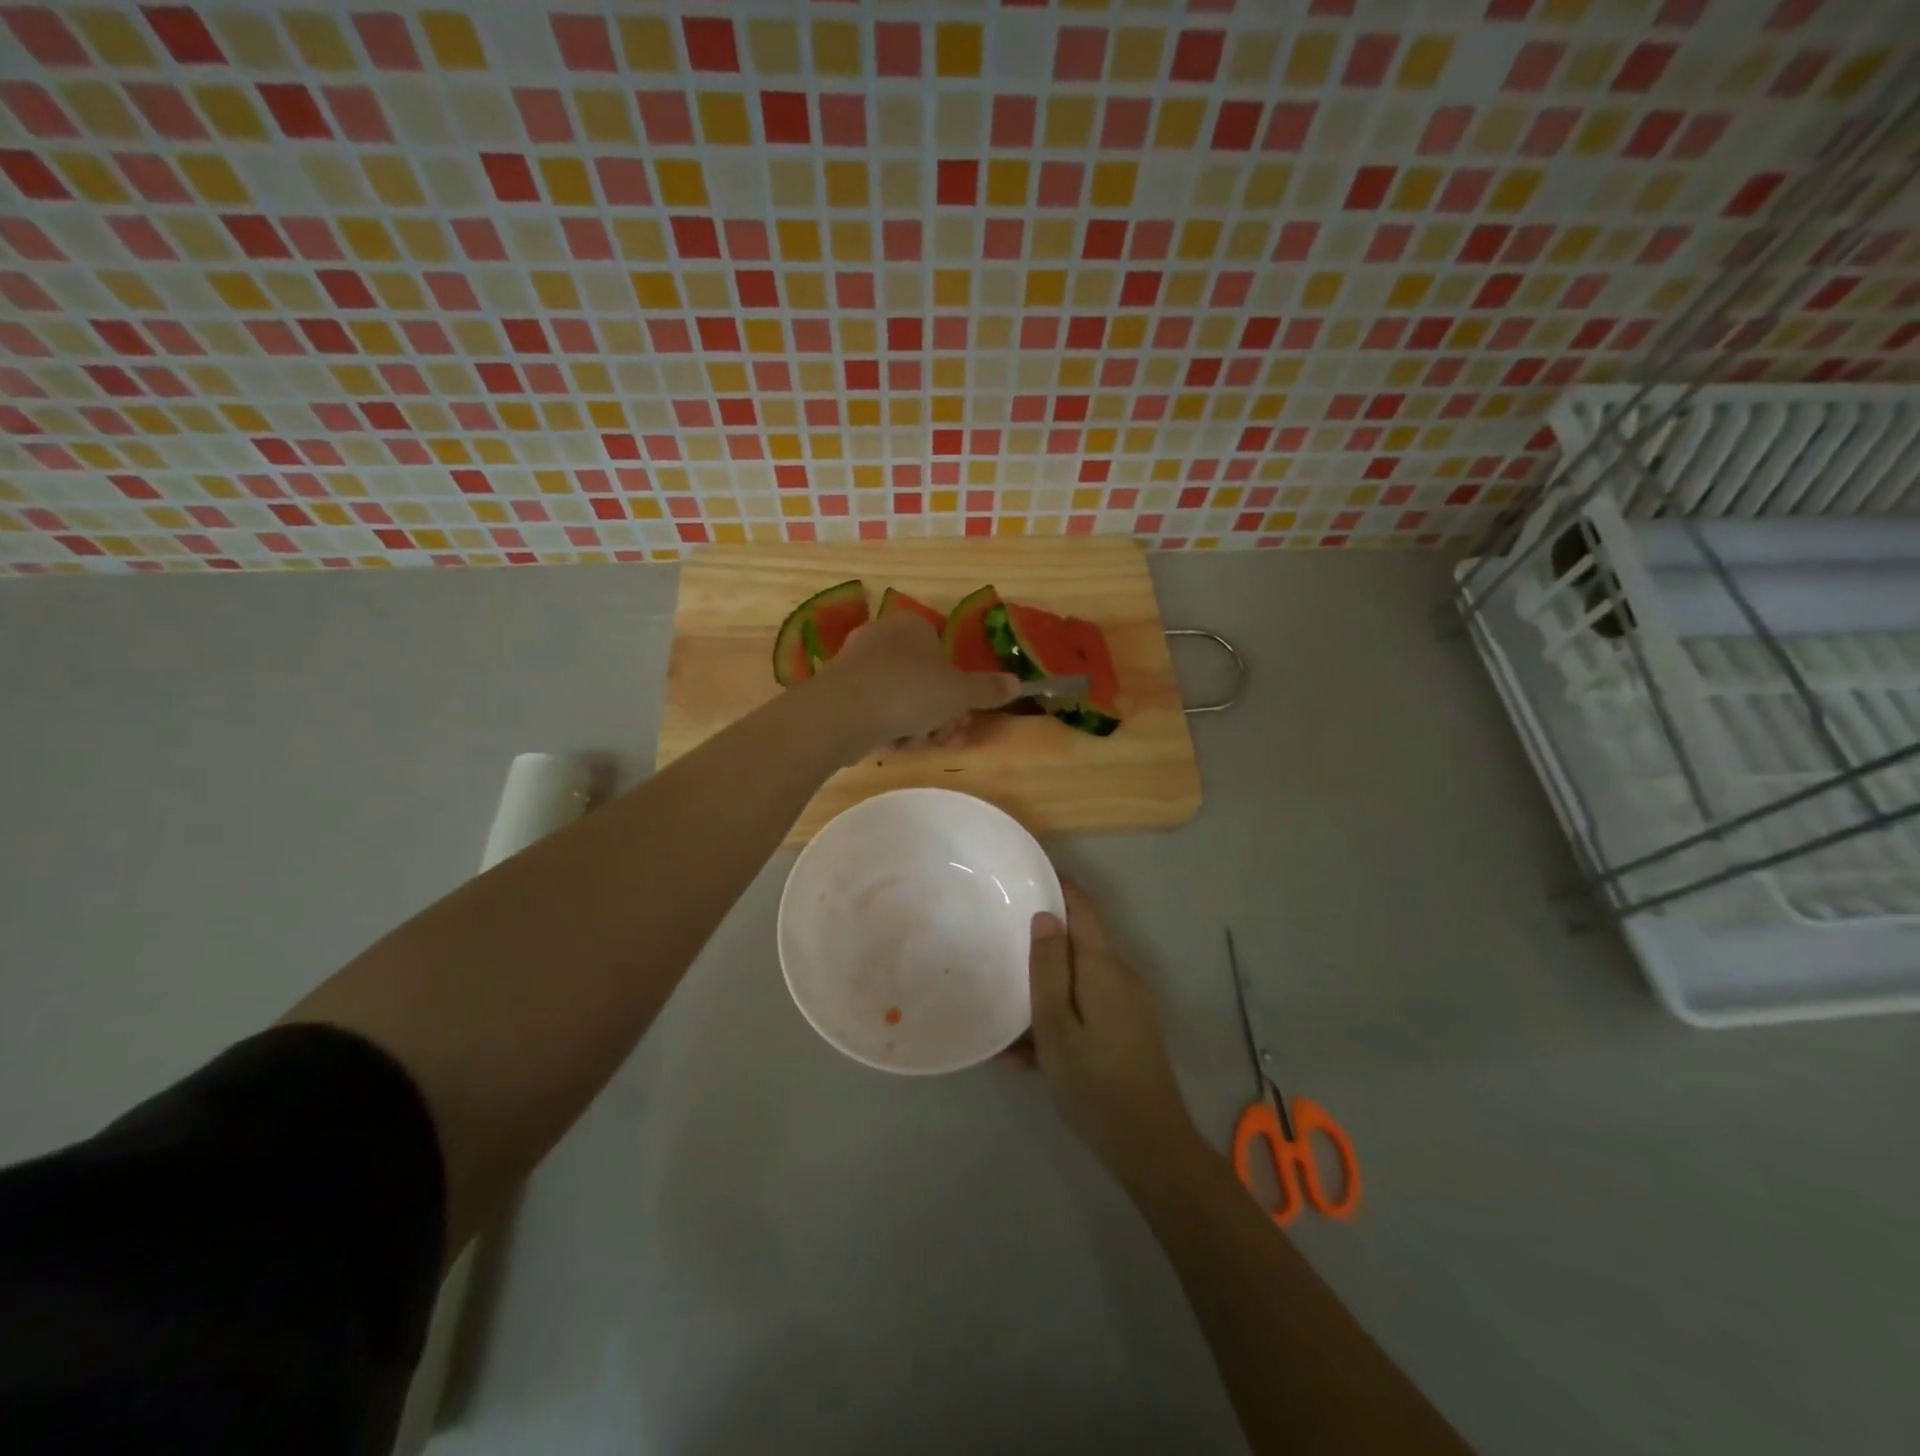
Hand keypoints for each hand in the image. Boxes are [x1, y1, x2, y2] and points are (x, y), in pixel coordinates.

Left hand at [817, 611, 1018, 752]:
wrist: (842, 712)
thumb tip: (1017, 683)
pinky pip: (874, 709)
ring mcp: (857, 663)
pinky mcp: (839, 690)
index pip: (944, 657)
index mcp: (912, 626)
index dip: (956, 692)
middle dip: (936, 715)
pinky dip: (885, 728)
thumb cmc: (907, 692)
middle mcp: (883, 637)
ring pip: (901, 700)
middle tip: (940, 736)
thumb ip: (987, 689)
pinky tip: (885, 742)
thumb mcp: (958, 693)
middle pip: (924, 682)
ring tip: (908, 741)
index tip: (959, 719)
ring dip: (912, 727)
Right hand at [1027, 884, 1200, 1184]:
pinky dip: (1059, 1020)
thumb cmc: (1094, 1083)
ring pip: (1077, 982)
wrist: (1150, 1146)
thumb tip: (1046, 916)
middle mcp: (1121, 975)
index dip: (1058, 885)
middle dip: (1040, 947)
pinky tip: (1027, 1057)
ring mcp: (1128, 1004)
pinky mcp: (1128, 1029)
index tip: (1025, 874)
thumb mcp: (1056, 1026)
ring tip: (1006, 1028)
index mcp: (1103, 966)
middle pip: (1077, 944)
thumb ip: (1048, 968)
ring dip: (1044, 995)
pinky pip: (1086, 1009)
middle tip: (999, 951)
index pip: (1083, 907)